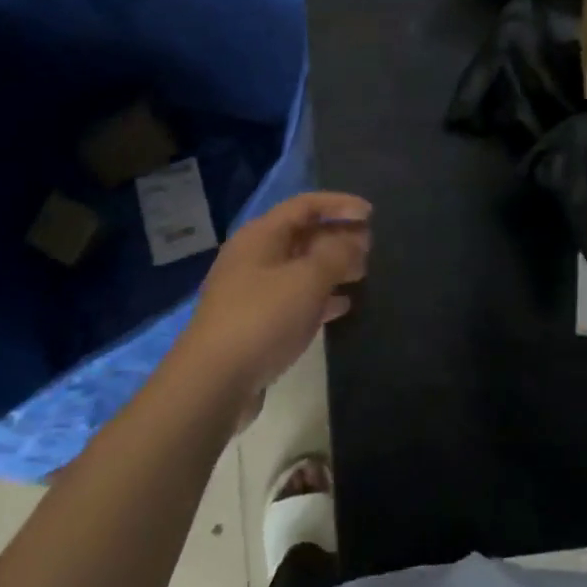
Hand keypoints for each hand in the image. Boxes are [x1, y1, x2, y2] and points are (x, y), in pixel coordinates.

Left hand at [174, 192, 371, 406]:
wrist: (214, 382)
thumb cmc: (262, 318)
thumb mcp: (307, 280)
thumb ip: (336, 254)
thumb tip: (354, 240)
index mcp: (260, 236)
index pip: (304, 206)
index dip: (339, 204)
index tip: (371, 214)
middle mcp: (254, 257)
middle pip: (302, 236)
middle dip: (338, 237)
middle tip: (372, 247)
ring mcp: (253, 291)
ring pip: (300, 268)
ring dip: (332, 267)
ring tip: (364, 273)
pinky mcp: (256, 323)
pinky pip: (295, 299)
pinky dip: (320, 297)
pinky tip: (343, 306)